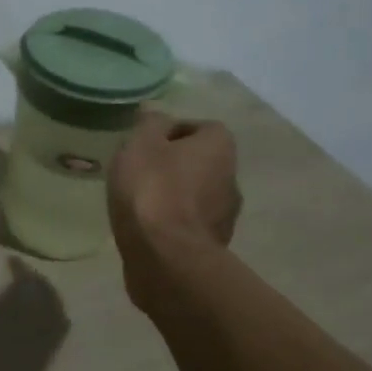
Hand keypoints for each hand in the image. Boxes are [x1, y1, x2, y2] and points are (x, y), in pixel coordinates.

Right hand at [0, 259, 67, 370]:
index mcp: (10, 316)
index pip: (27, 284)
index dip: (22, 269)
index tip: (10, 259)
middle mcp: (33, 333)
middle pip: (51, 302)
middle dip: (41, 283)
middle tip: (24, 274)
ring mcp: (38, 357)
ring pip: (58, 322)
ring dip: (50, 303)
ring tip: (32, 296)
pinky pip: (54, 343)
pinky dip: (49, 324)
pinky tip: (32, 325)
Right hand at [107, 112, 241, 314]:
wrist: (165, 256)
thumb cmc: (153, 189)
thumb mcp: (141, 144)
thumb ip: (149, 123)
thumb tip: (156, 114)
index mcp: (220, 147)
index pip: (203, 127)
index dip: (174, 131)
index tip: (147, 143)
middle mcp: (231, 178)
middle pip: (201, 161)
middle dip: (174, 163)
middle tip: (140, 170)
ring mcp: (225, 215)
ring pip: (197, 193)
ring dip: (174, 193)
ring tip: (139, 200)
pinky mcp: (212, 245)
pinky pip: (189, 222)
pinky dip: (172, 220)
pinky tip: (147, 226)